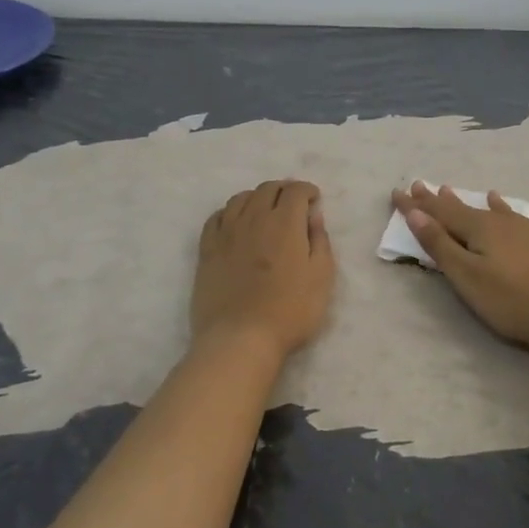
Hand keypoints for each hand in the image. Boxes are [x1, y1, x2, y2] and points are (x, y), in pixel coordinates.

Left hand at [192, 180, 334, 357]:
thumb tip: (313, 216)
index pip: (295, 191)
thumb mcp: (322, 277)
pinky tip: (235, 223)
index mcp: (285, 223)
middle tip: (293, 203)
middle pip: (267, 189)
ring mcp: (226, 233)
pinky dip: (230, 212)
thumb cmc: (290, 311)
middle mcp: (253, 218)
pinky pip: (216, 218)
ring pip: (240, 199)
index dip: (307, 190)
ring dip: (257, 198)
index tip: (314, 200)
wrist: (240, 338)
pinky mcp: (207, 250)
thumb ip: (320, 241)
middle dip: (284, 189)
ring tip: (265, 210)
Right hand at [391, 182, 528, 357]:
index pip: (439, 212)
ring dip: (464, 200)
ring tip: (448, 189)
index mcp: (477, 228)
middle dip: (435, 199)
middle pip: (460, 207)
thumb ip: (439, 244)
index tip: (397, 192)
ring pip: (485, 209)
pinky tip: (498, 201)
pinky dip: (498, 206)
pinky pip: (509, 214)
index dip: (416, 205)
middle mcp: (498, 221)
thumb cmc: (509, 299)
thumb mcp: (466, 275)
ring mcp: (522, 228)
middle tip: (417, 185)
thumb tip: (415, 212)